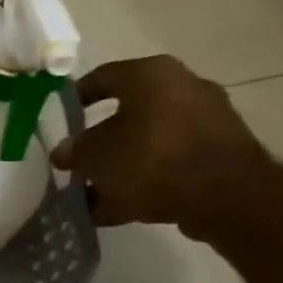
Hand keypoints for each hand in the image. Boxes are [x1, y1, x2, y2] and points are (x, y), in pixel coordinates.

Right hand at [50, 56, 272, 235]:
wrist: (225, 196)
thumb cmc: (150, 159)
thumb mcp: (94, 156)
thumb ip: (73, 151)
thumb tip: (64, 152)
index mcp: (151, 75)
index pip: (102, 77)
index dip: (74, 98)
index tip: (58, 119)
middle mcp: (182, 88)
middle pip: (126, 114)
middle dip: (98, 140)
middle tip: (74, 161)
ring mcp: (205, 121)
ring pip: (146, 142)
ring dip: (118, 166)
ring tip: (91, 193)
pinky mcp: (218, 154)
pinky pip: (168, 163)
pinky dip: (143, 180)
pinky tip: (115, 208)